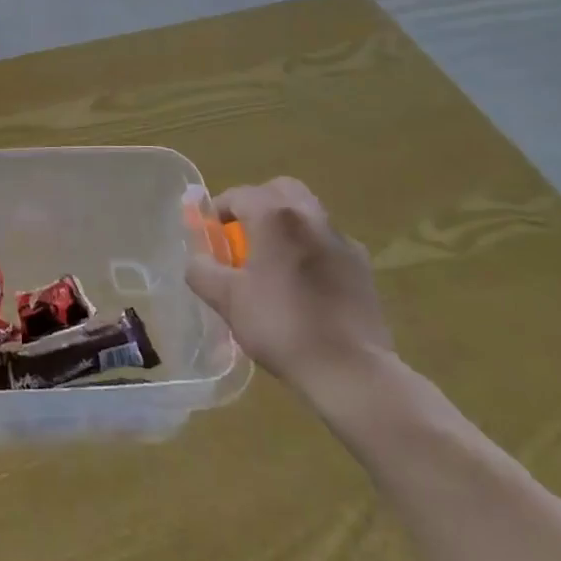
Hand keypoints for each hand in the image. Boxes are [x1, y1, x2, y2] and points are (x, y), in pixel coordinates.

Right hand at [185, 178, 393, 409]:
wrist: (351, 370)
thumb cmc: (281, 326)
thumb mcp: (227, 300)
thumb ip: (201, 271)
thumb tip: (198, 260)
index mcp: (275, 217)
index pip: (238, 195)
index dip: (217, 211)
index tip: (210, 236)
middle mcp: (310, 216)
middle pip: (279, 190)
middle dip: (257, 205)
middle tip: (243, 236)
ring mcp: (341, 240)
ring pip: (307, 213)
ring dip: (286, 226)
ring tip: (273, 261)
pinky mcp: (362, 266)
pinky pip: (328, 243)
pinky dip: (311, 249)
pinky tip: (305, 284)